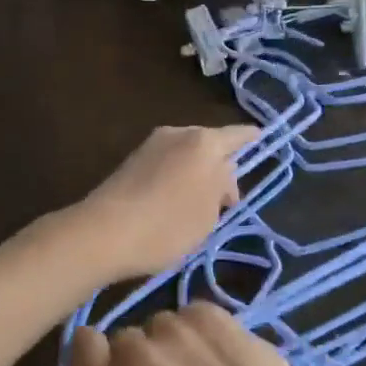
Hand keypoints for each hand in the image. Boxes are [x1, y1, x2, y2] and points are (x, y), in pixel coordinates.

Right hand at [62, 302, 316, 365]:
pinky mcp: (206, 312)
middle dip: (140, 359)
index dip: (96, 358)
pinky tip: (225, 360)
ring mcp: (170, 328)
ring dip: (173, 345)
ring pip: (160, 326)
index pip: (79, 347)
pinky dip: (201, 333)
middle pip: (124, 340)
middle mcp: (131, 356)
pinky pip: (191, 316)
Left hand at [67, 124, 258, 284]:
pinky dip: (177, 177)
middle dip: (221, 166)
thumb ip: (222, 189)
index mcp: (204, 142)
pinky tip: (174, 203)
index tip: (262, 138)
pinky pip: (167, 163)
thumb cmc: (167, 225)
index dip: (252, 138)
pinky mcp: (132, 160)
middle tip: (227, 198)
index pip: (237, 135)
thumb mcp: (208, 214)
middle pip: (210, 144)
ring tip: (200, 206)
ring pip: (187, 154)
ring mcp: (152, 144)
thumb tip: (222, 179)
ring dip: (197, 173)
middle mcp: (179, 133)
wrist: (103, 231)